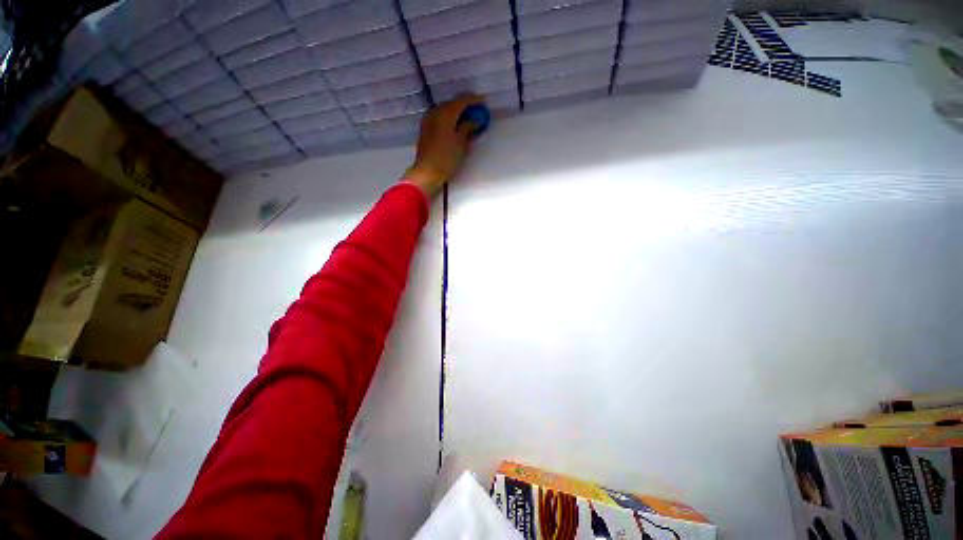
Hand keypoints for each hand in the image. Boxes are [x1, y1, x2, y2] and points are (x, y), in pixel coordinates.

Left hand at [404, 94, 484, 197]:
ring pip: (446, 110)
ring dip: (457, 113)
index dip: (474, 100)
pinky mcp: (426, 129)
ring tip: (468, 119)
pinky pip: (440, 118)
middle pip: (453, 104)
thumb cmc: (446, 158)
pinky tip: (456, 126)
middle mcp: (435, 112)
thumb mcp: (460, 143)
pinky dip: (450, 119)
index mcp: (445, 113)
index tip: (484, 103)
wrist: (427, 172)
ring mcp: (428, 120)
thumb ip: (468, 128)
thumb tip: (475, 120)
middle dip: (465, 106)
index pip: (462, 101)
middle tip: (477, 111)